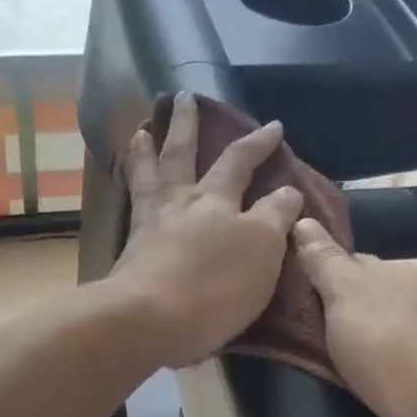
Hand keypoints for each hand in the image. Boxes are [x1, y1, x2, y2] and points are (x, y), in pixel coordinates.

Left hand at [111, 92, 303, 368]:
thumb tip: (287, 190)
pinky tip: (133, 189)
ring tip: (141, 131)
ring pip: (148, 176)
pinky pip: (132, 206)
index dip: (258, 143)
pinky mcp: (129, 253)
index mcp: (215, 199)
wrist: (149, 319)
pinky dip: (132, 187)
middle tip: (182, 98)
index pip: (239, 161)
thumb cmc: (215, 285)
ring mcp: (149, 225)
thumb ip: (275, 216)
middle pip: (181, 154)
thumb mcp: (262, 248)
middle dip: (185, 125)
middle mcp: (179, 203)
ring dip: (146, 151)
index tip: (273, 126)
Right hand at [293, 218, 416, 416]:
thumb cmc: (387, 342)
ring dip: (343, 346)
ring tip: (299, 358)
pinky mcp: (414, 385)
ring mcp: (415, 347)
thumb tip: (304, 221)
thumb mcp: (346, 292)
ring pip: (367, 338)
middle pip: (360, 301)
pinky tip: (334, 384)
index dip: (320, 271)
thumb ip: (324, 261)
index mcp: (396, 275)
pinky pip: (375, 371)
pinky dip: (356, 375)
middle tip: (282, 325)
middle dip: (329, 310)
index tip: (285, 286)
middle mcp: (410, 306)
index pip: (352, 263)